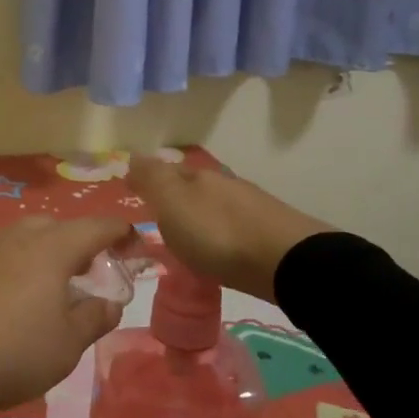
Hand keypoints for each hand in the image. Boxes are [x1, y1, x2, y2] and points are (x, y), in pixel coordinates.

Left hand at [0, 215, 136, 413]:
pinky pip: (1, 253)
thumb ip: (95, 318)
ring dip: (46, 252)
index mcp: (52, 248)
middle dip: (80, 242)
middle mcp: (19, 236)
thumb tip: (110, 302)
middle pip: (58, 226)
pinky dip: (18, 265)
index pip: (97, 227)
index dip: (121, 232)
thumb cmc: (14, 350)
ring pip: (26, 236)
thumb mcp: (67, 344)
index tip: (135, 246)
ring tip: (52, 285)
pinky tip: (14, 295)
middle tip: (90, 271)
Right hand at [127, 156, 328, 303]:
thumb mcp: (173, 203)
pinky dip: (219, 234)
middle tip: (155, 217)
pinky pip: (232, 226)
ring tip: (185, 239)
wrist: (286, 261)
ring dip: (198, 216)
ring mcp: (250, 206)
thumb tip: (132, 156)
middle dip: (173, 197)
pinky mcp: (269, 232)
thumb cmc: (217, 233)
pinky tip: (217, 250)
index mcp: (196, 175)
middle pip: (191, 186)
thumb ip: (152, 179)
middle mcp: (223, 183)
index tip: (132, 192)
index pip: (164, 170)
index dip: (147, 179)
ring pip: (213, 205)